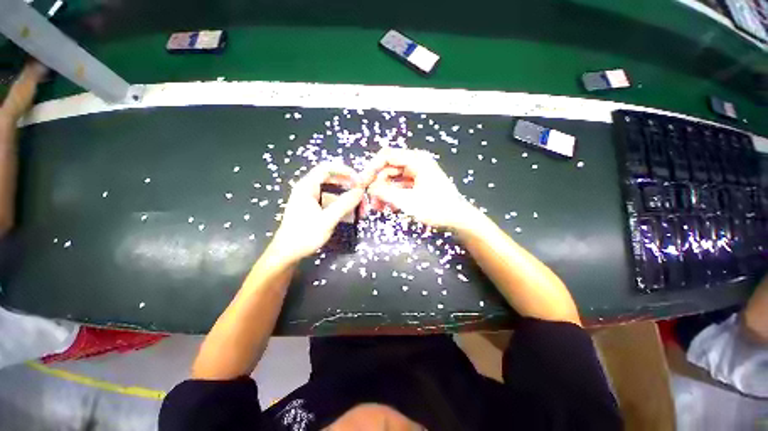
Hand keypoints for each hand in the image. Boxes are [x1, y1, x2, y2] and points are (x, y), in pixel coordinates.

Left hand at [270, 162, 363, 263]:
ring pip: (334, 191)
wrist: (288, 254)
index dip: (345, 171)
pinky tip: (352, 214)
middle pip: (333, 180)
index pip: (327, 168)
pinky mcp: (315, 208)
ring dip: (349, 198)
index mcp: (307, 186)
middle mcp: (309, 189)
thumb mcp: (327, 220)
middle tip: (363, 198)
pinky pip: (332, 201)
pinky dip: (343, 205)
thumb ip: (344, 204)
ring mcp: (311, 199)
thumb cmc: (304, 235)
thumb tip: (360, 190)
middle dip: (350, 187)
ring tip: (361, 209)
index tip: (359, 181)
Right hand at [366, 148, 477, 230]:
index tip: (362, 183)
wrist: (458, 219)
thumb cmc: (436, 208)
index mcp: (416, 160)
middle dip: (378, 185)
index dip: (372, 168)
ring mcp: (418, 173)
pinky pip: (401, 186)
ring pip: (394, 179)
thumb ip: (385, 192)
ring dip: (385, 193)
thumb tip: (368, 187)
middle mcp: (416, 163)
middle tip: (372, 202)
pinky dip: (394, 195)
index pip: (387, 156)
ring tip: (380, 208)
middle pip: (389, 169)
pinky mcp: (419, 183)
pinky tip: (391, 207)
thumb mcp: (407, 201)